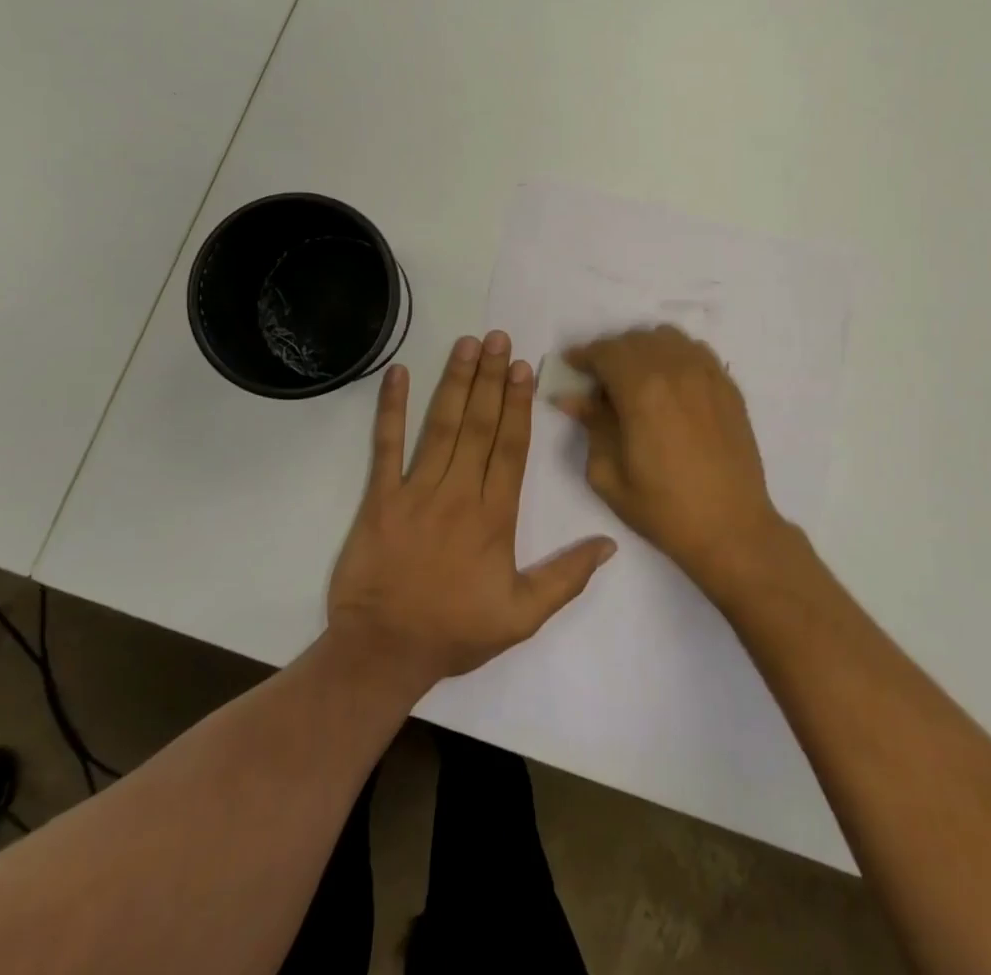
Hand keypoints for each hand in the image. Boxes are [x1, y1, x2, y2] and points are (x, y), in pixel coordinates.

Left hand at [327, 331, 616, 690]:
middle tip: (499, 338)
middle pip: (479, 425)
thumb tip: (610, 543)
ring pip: (440, 426)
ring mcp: (415, 492)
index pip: (511, 448)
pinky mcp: (379, 498)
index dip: (519, 404)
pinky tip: (397, 374)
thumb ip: (567, 578)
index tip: (524, 367)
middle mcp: (458, 493)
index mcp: (494, 517)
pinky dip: (390, 408)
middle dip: (491, 378)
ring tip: (467, 344)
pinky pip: (385, 446)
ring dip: (455, 382)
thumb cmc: (455, 631)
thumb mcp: (522, 617)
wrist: (383, 653)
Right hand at [560, 325, 785, 593]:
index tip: (572, 366)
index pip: (605, 351)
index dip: (584, 355)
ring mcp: (707, 374)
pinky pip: (695, 351)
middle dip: (610, 353)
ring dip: (643, 349)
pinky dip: (674, 355)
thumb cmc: (663, 508)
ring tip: (635, 378)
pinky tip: (669, 382)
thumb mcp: (609, 473)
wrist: (731, 528)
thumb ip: (591, 425)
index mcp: (642, 390)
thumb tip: (572, 397)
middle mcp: (676, 370)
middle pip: (634, 340)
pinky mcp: (728, 386)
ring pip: (667, 338)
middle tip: (599, 379)